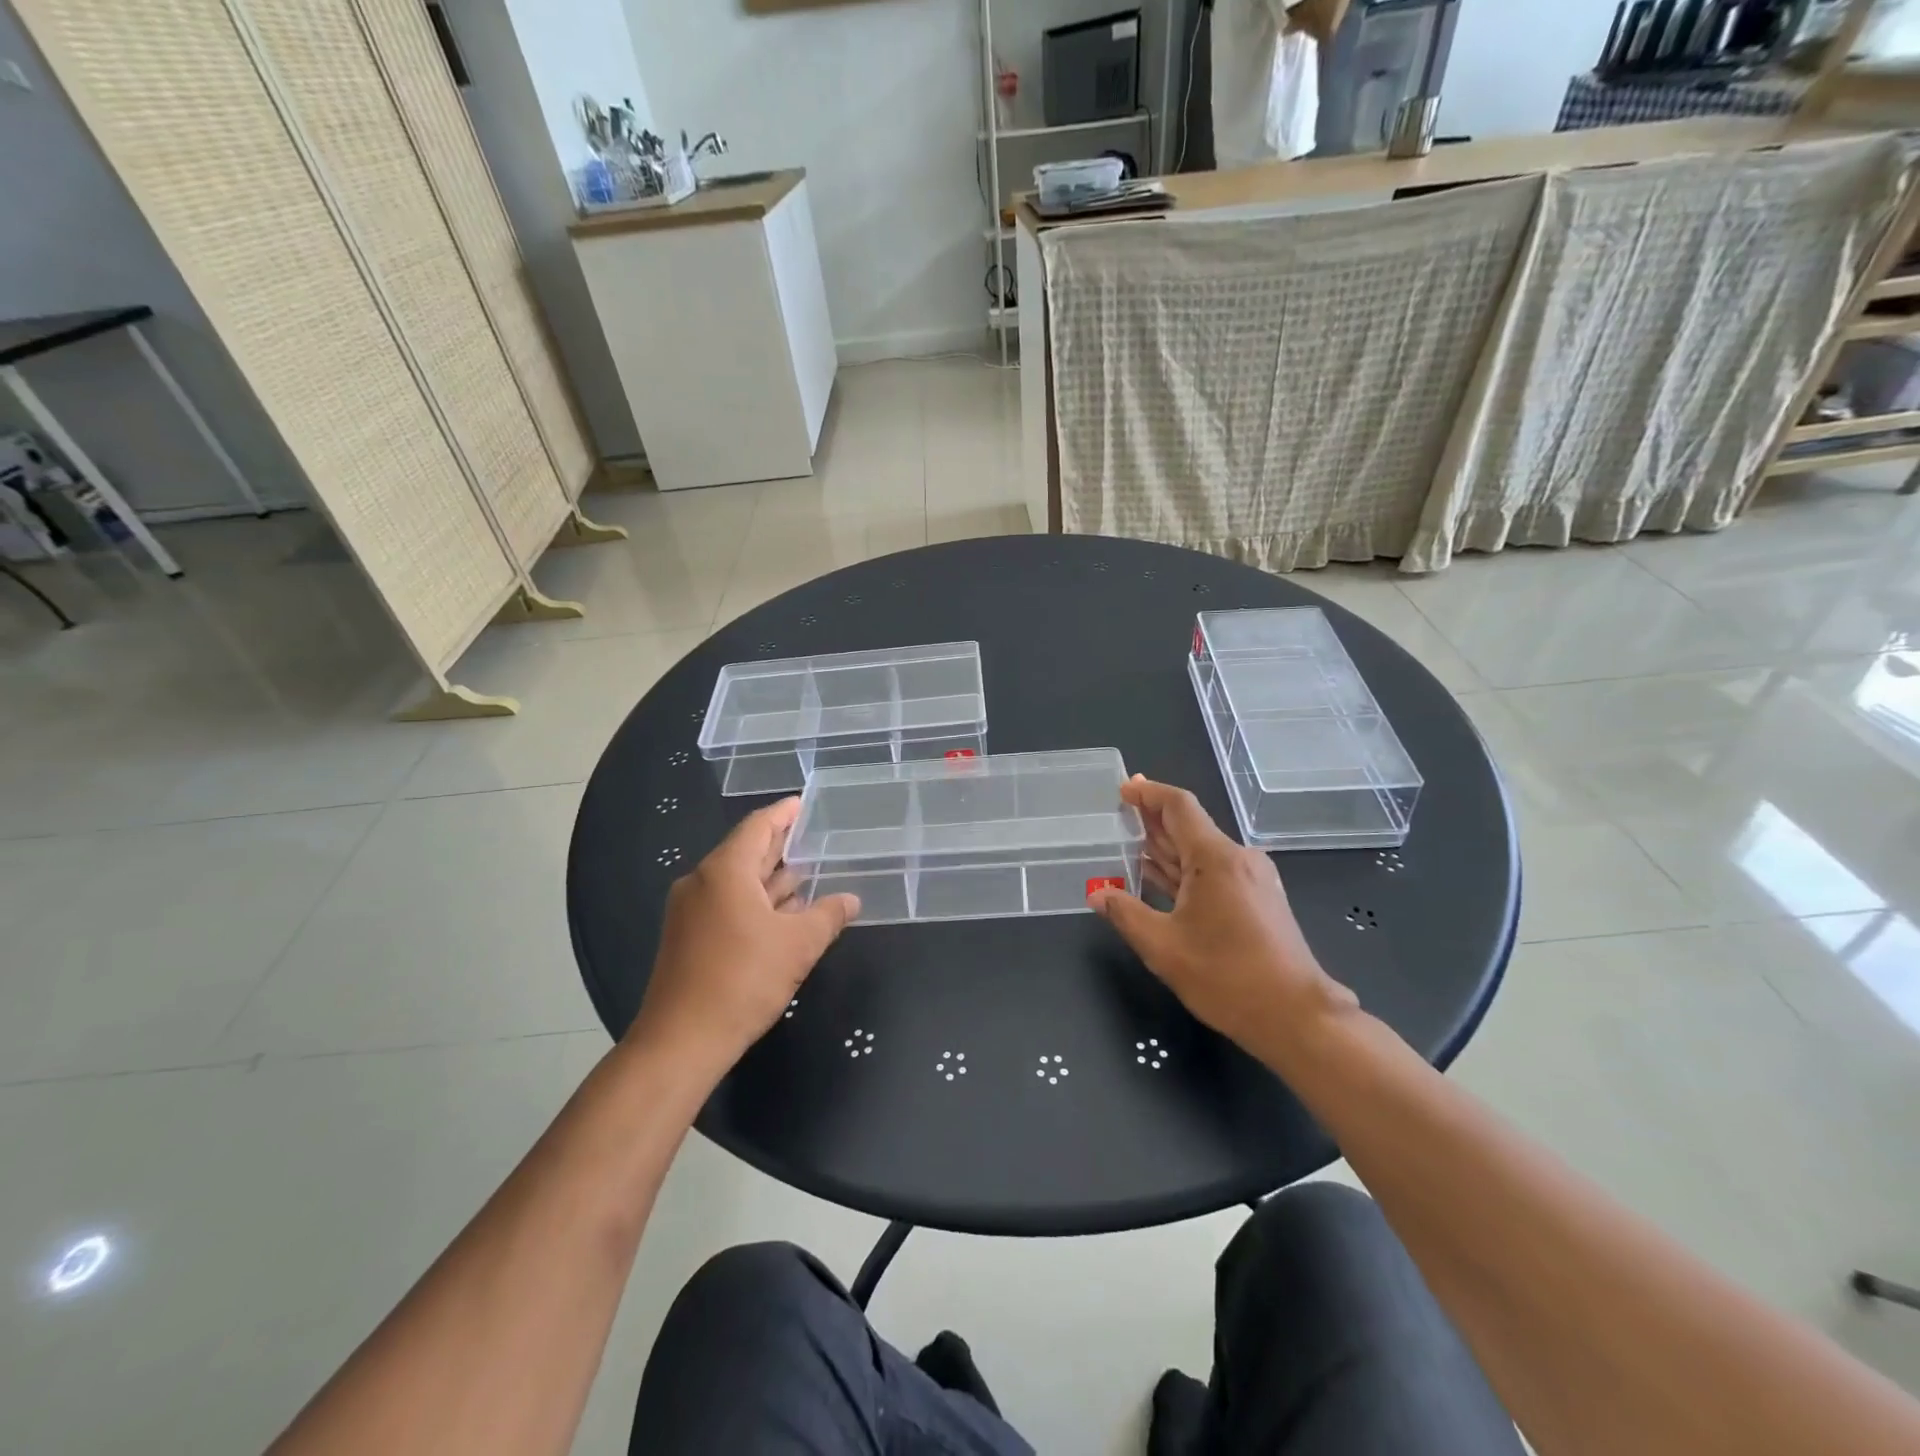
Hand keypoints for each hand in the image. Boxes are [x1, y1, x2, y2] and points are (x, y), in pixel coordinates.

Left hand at [628, 799, 857, 1078]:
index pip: (757, 827)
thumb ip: (828, 916)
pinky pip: (727, 905)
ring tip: (806, 873)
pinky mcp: (688, 938)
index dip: (783, 814)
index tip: (803, 804)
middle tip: (812, 836)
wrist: (681, 1041)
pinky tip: (783, 913)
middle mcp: (702, 882)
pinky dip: (756, 902)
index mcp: (724, 871)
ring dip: (770, 879)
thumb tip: (852, 900)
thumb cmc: (743, 981)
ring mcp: (691, 911)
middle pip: (745, 852)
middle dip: (779, 846)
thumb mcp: (798, 945)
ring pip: (737, 882)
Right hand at [1089, 777, 1355, 1055]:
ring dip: (1167, 847)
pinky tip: (1161, 880)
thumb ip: (1125, 914)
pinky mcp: (1259, 900)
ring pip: (1201, 851)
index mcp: (1215, 858)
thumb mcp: (1162, 947)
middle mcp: (1238, 858)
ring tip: (1130, 844)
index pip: (1178, 806)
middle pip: (1190, 825)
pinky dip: (1184, 870)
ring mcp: (1253, 879)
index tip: (1123, 788)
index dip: (1148, 793)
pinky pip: (1214, 872)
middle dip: (1152, 818)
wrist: (1296, 1017)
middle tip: (1118, 813)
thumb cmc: (1227, 977)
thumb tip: (1097, 894)